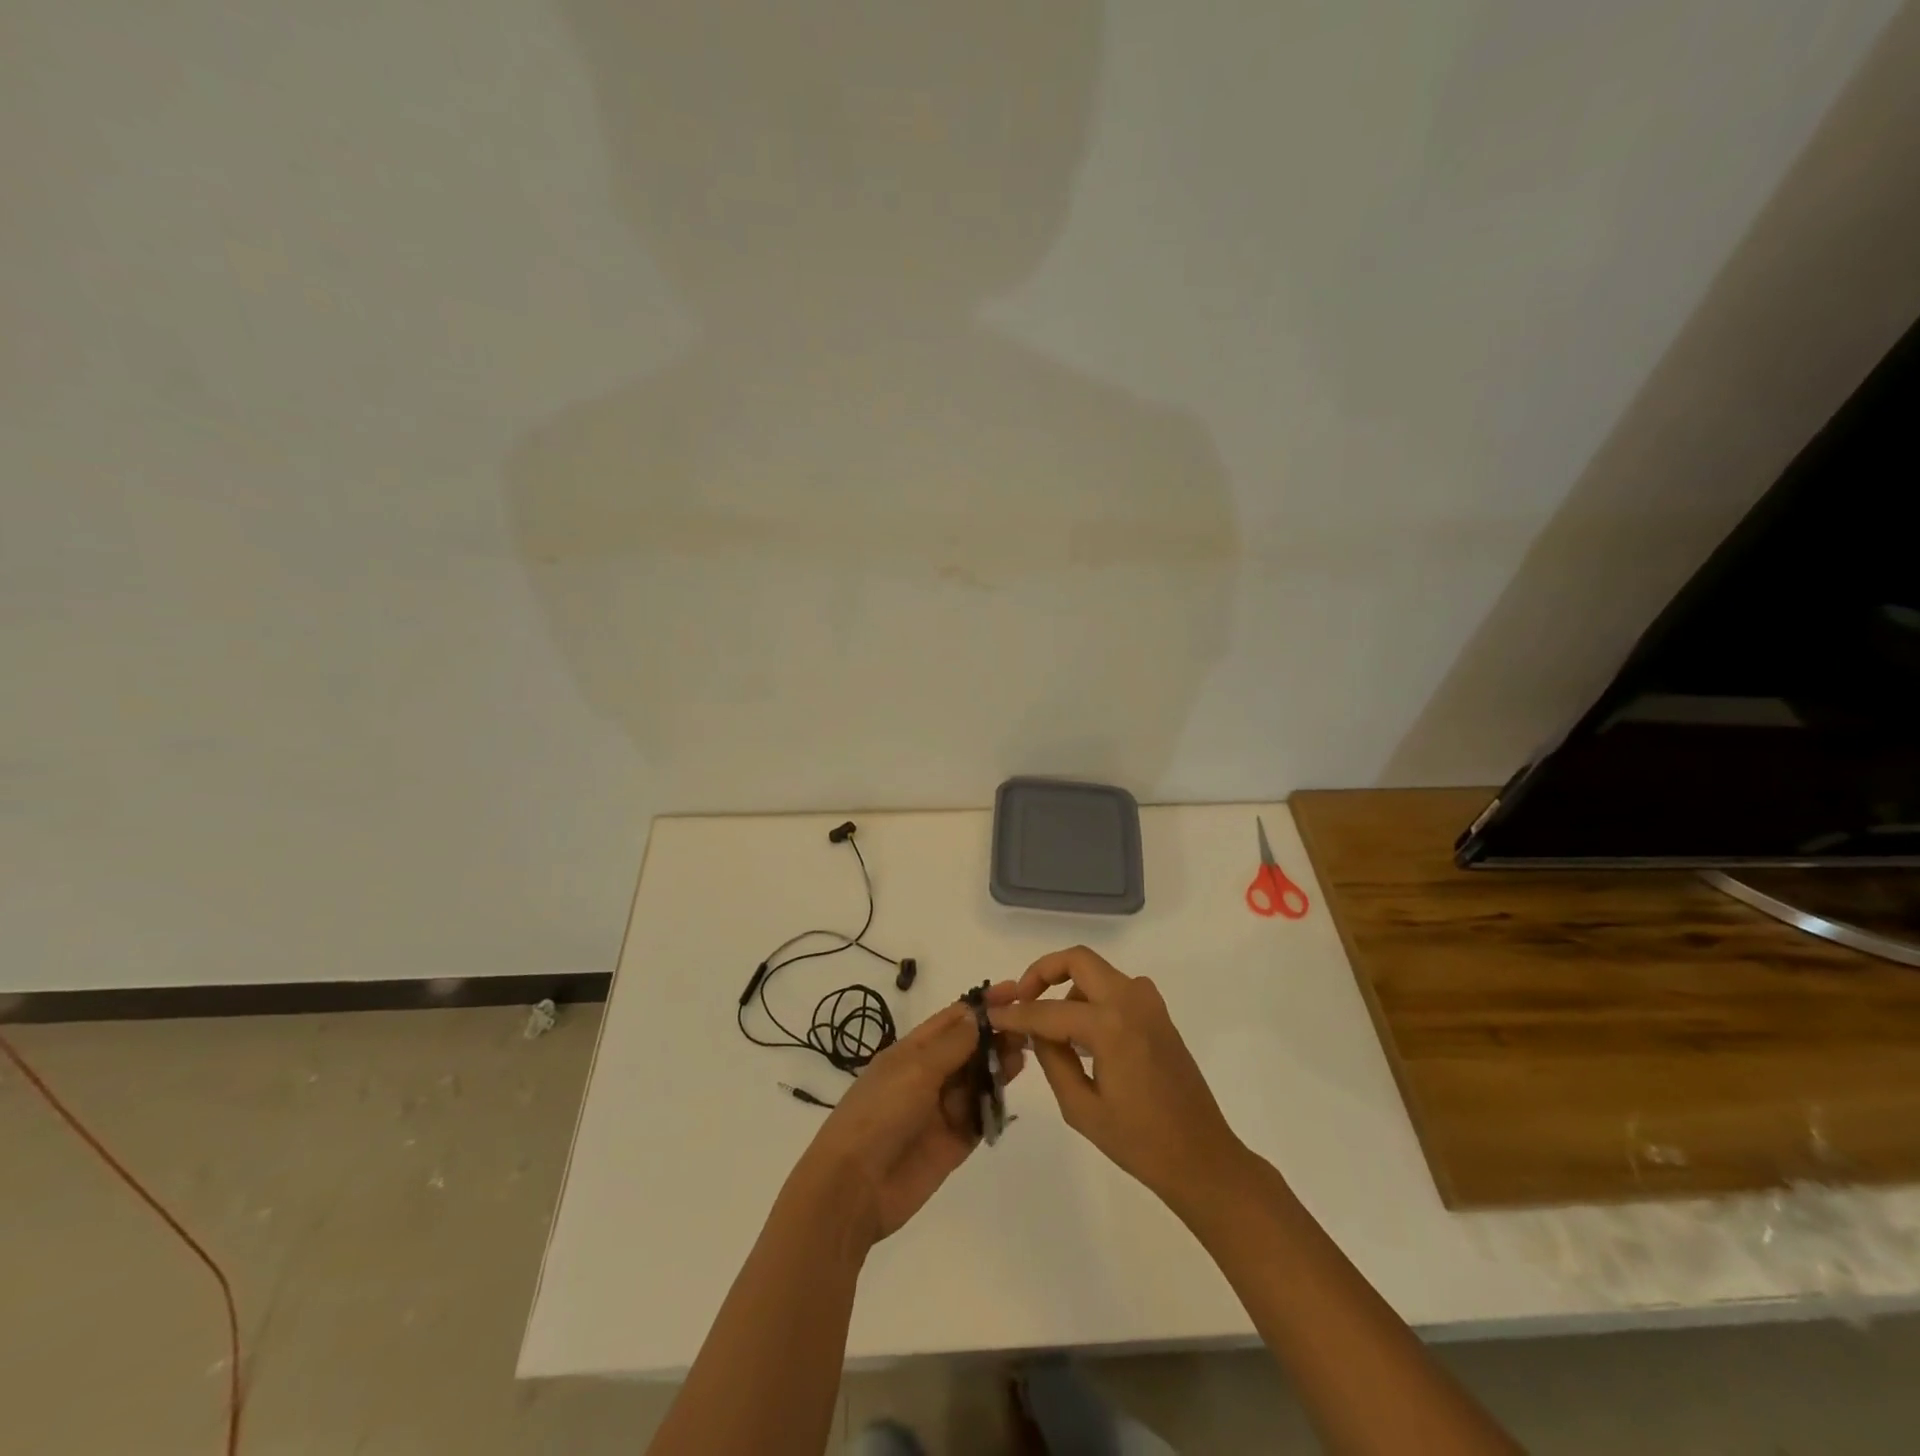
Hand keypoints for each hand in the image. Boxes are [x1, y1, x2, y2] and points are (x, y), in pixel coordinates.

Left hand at [793, 988, 1024, 1248]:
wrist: (855, 1186)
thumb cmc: (880, 1113)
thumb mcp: (915, 1069)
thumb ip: (953, 1044)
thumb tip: (978, 1014)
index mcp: (912, 1051)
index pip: (952, 1020)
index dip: (982, 1005)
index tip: (1015, 992)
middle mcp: (928, 1075)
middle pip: (969, 1048)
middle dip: (996, 1035)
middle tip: (1027, 1027)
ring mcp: (942, 1109)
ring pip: (978, 1079)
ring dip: (999, 1065)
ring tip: (1024, 1053)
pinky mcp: (954, 1141)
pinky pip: (980, 1115)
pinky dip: (995, 1102)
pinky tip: (1011, 1089)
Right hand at [989, 946, 1246, 1212]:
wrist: (1202, 1158)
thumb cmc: (1140, 1142)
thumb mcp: (1081, 1108)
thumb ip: (1052, 1059)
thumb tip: (1034, 1031)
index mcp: (1110, 1025)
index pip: (1048, 1010)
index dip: (1015, 1014)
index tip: (990, 1015)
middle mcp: (1130, 1000)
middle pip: (1078, 960)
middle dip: (1043, 972)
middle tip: (1021, 999)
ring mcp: (1149, 1003)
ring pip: (1097, 972)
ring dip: (1068, 986)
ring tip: (1049, 1027)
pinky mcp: (1158, 1013)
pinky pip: (1115, 988)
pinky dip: (1091, 997)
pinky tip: (1081, 1035)